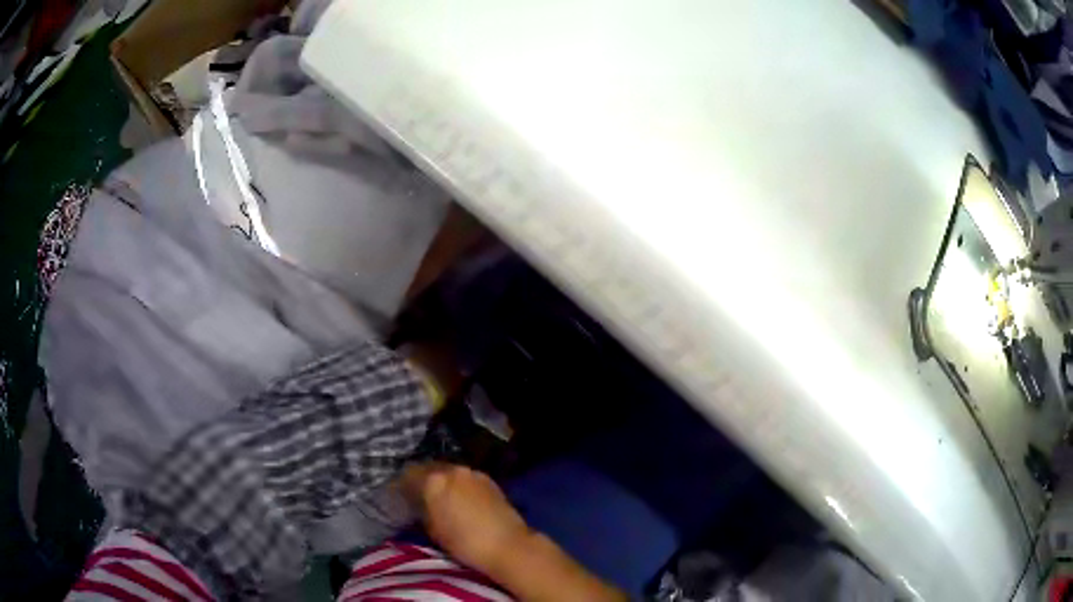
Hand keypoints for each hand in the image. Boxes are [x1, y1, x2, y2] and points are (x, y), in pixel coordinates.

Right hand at [399, 462, 529, 571]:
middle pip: (429, 469)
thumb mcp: (433, 530)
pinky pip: (466, 478)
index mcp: (434, 481)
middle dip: (421, 480)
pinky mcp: (490, 480)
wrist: (508, 545)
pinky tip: (460, 499)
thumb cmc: (465, 542)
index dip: (401, 485)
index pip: (408, 474)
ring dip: (442, 481)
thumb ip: (422, 511)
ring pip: (449, 472)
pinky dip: (459, 485)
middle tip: (417, 495)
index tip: (398, 495)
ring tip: (440, 497)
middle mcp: (453, 470)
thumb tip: (417, 504)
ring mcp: (473, 473)